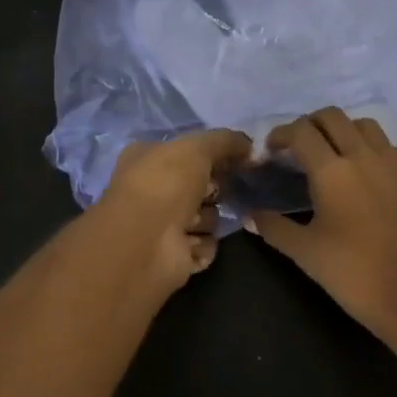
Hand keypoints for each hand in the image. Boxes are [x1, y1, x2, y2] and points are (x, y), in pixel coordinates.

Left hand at [90, 129, 253, 300]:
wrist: (146, 242)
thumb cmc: (165, 184)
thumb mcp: (197, 147)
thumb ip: (226, 141)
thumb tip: (250, 145)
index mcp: (148, 158)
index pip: (188, 152)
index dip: (213, 155)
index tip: (236, 159)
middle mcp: (153, 190)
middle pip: (201, 186)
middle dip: (213, 190)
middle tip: (213, 192)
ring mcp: (162, 225)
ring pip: (206, 217)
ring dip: (207, 219)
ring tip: (194, 222)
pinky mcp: (174, 256)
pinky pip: (204, 245)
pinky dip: (202, 245)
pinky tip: (190, 243)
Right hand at [245, 108, 396, 342]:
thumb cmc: (355, 274)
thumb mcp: (306, 253)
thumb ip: (274, 228)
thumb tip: (250, 216)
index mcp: (333, 171)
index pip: (301, 132)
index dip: (281, 134)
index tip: (271, 150)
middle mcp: (364, 156)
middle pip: (333, 117)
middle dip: (310, 124)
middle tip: (298, 147)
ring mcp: (395, 163)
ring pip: (364, 125)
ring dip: (343, 129)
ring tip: (333, 153)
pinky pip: (389, 146)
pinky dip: (371, 147)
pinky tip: (366, 172)